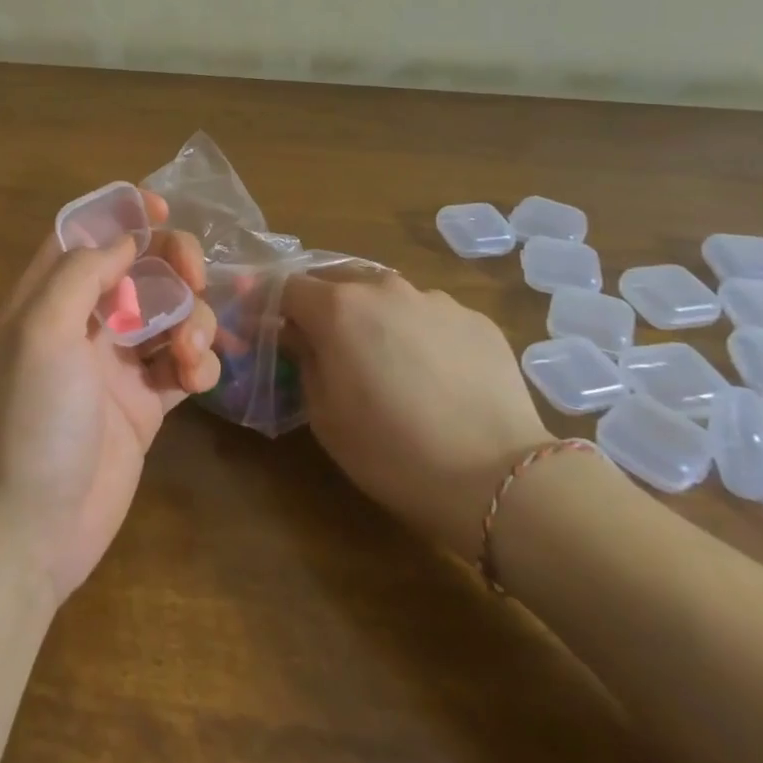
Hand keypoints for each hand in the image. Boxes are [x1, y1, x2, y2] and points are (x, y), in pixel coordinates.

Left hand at [0, 191, 219, 602]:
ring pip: (168, 315)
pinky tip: (197, 381)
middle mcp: (81, 324)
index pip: (83, 237)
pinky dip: (198, 363)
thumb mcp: (41, 331)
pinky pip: (181, 365)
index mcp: (46, 298)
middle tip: (196, 278)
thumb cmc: (29, 419)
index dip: (120, 215)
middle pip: (137, 270)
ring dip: (192, 320)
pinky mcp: (144, 405)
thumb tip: (123, 241)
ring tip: (188, 354)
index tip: (162, 207)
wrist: (30, 528)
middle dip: (172, 264)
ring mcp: (114, 365)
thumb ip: (80, 274)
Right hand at [280, 272, 549, 556]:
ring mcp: (435, 300)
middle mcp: (384, 289)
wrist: (498, 479)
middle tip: (324, 347)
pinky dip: (418, 335)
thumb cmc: (392, 451)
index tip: (264, 327)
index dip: (269, 305)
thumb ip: (302, 359)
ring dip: (373, 319)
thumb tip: (294, 333)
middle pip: (337, 283)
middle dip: (322, 308)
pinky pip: (430, 317)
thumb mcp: (324, 414)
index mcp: (338, 308)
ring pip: (387, 298)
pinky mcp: (475, 319)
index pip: (287, 286)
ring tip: (386, 364)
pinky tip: (432, 376)